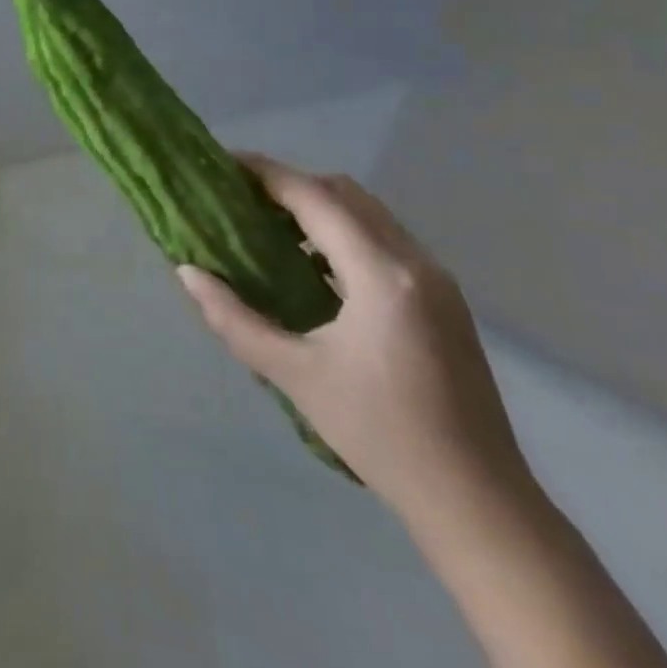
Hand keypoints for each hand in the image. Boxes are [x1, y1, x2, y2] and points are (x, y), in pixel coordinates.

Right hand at [178, 156, 528, 526]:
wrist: (479, 503)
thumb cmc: (380, 436)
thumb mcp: (295, 376)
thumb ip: (234, 319)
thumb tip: (187, 273)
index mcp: (382, 275)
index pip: (316, 198)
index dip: (267, 174)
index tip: (223, 163)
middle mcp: (415, 262)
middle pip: (345, 193)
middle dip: (290, 185)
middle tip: (241, 198)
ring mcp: (436, 280)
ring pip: (369, 214)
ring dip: (318, 208)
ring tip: (269, 228)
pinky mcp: (443, 300)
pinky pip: (384, 241)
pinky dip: (343, 234)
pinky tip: (312, 267)